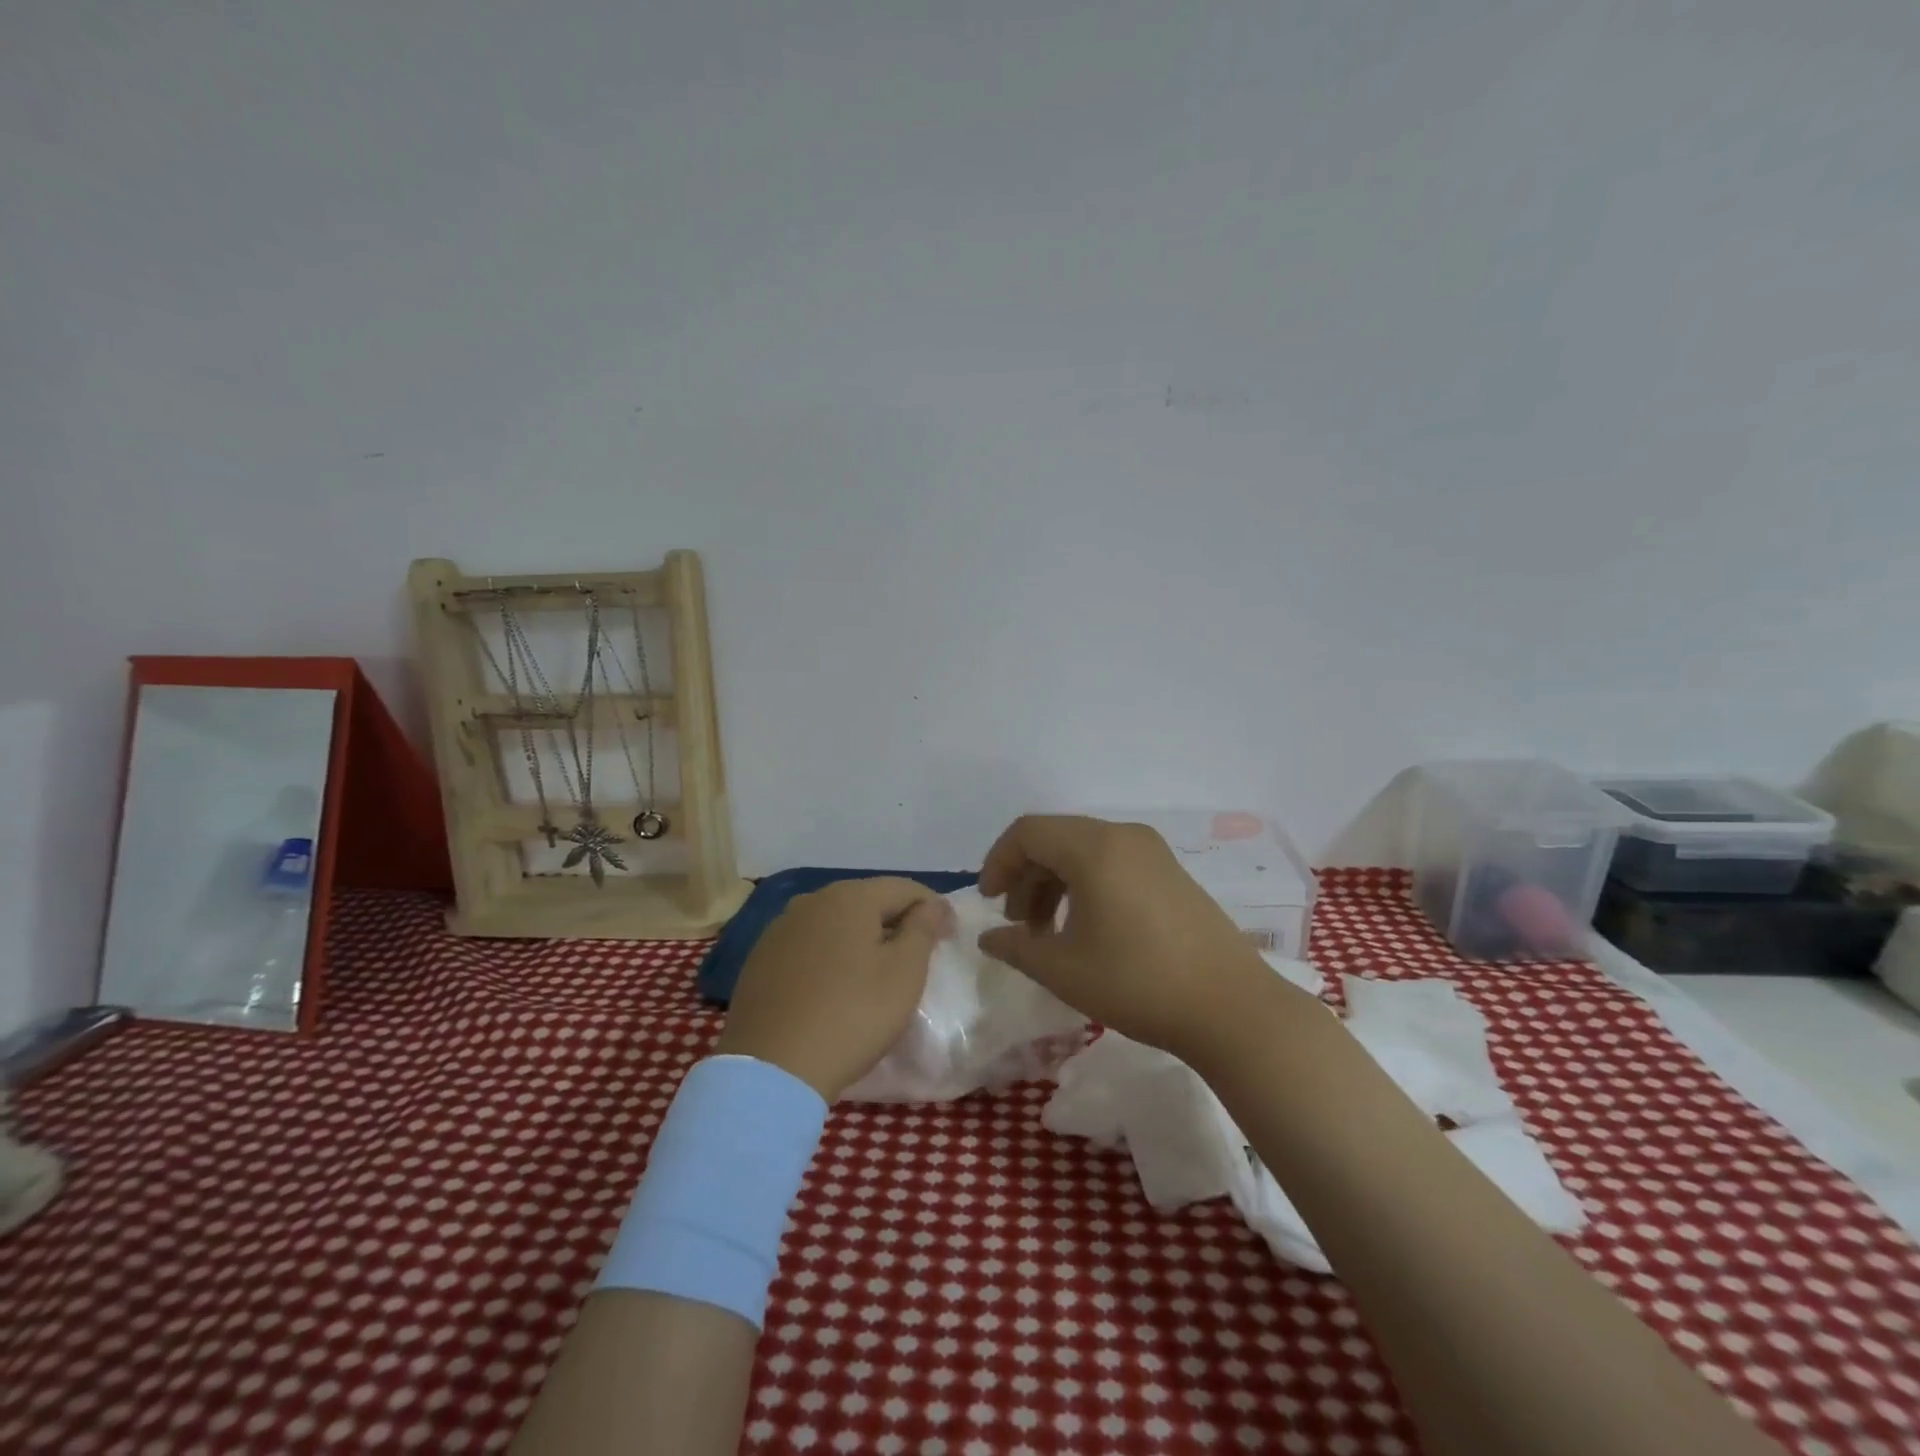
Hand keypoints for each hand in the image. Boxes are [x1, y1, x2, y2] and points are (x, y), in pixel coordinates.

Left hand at [714, 877, 956, 1101]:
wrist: (772, 1069)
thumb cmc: (852, 1015)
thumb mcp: (904, 973)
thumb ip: (922, 929)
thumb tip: (931, 904)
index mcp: (850, 896)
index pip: (904, 888)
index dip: (932, 908)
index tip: (949, 936)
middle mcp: (811, 901)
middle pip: (867, 900)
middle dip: (896, 920)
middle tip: (917, 953)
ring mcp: (780, 928)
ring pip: (835, 921)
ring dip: (861, 936)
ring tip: (876, 969)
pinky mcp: (760, 959)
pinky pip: (808, 945)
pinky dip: (830, 955)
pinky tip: (835, 984)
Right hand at [976, 815, 1312, 1062]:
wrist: (1231, 1008)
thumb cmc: (1138, 984)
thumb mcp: (1064, 970)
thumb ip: (1016, 947)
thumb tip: (988, 938)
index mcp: (1094, 848)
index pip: (1028, 832)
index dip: (998, 862)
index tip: (989, 903)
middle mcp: (1123, 836)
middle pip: (1055, 839)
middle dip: (1025, 876)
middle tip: (1017, 924)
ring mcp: (1152, 852)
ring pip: (1084, 851)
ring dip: (1054, 883)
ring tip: (1047, 932)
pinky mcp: (1171, 872)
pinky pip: (1112, 863)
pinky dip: (1085, 885)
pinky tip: (1087, 929)